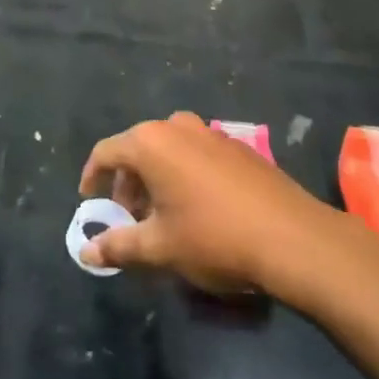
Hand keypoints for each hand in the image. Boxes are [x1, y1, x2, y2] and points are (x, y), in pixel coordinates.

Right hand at [78, 113, 344, 294]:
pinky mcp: (238, 148)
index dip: (93, 177)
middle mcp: (178, 127)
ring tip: (161, 215)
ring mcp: (212, 133)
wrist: (292, 238)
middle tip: (128, 218)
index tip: (91, 202)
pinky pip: (197, 154)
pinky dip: (184, 175)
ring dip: (157, 178)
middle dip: (128, 182)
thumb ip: (118, 246)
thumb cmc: (214, 238)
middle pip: (138, 148)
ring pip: (169, 150)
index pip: (106, 152)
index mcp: (151, 143)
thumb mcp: (159, 247)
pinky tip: (197, 210)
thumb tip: (86, 252)